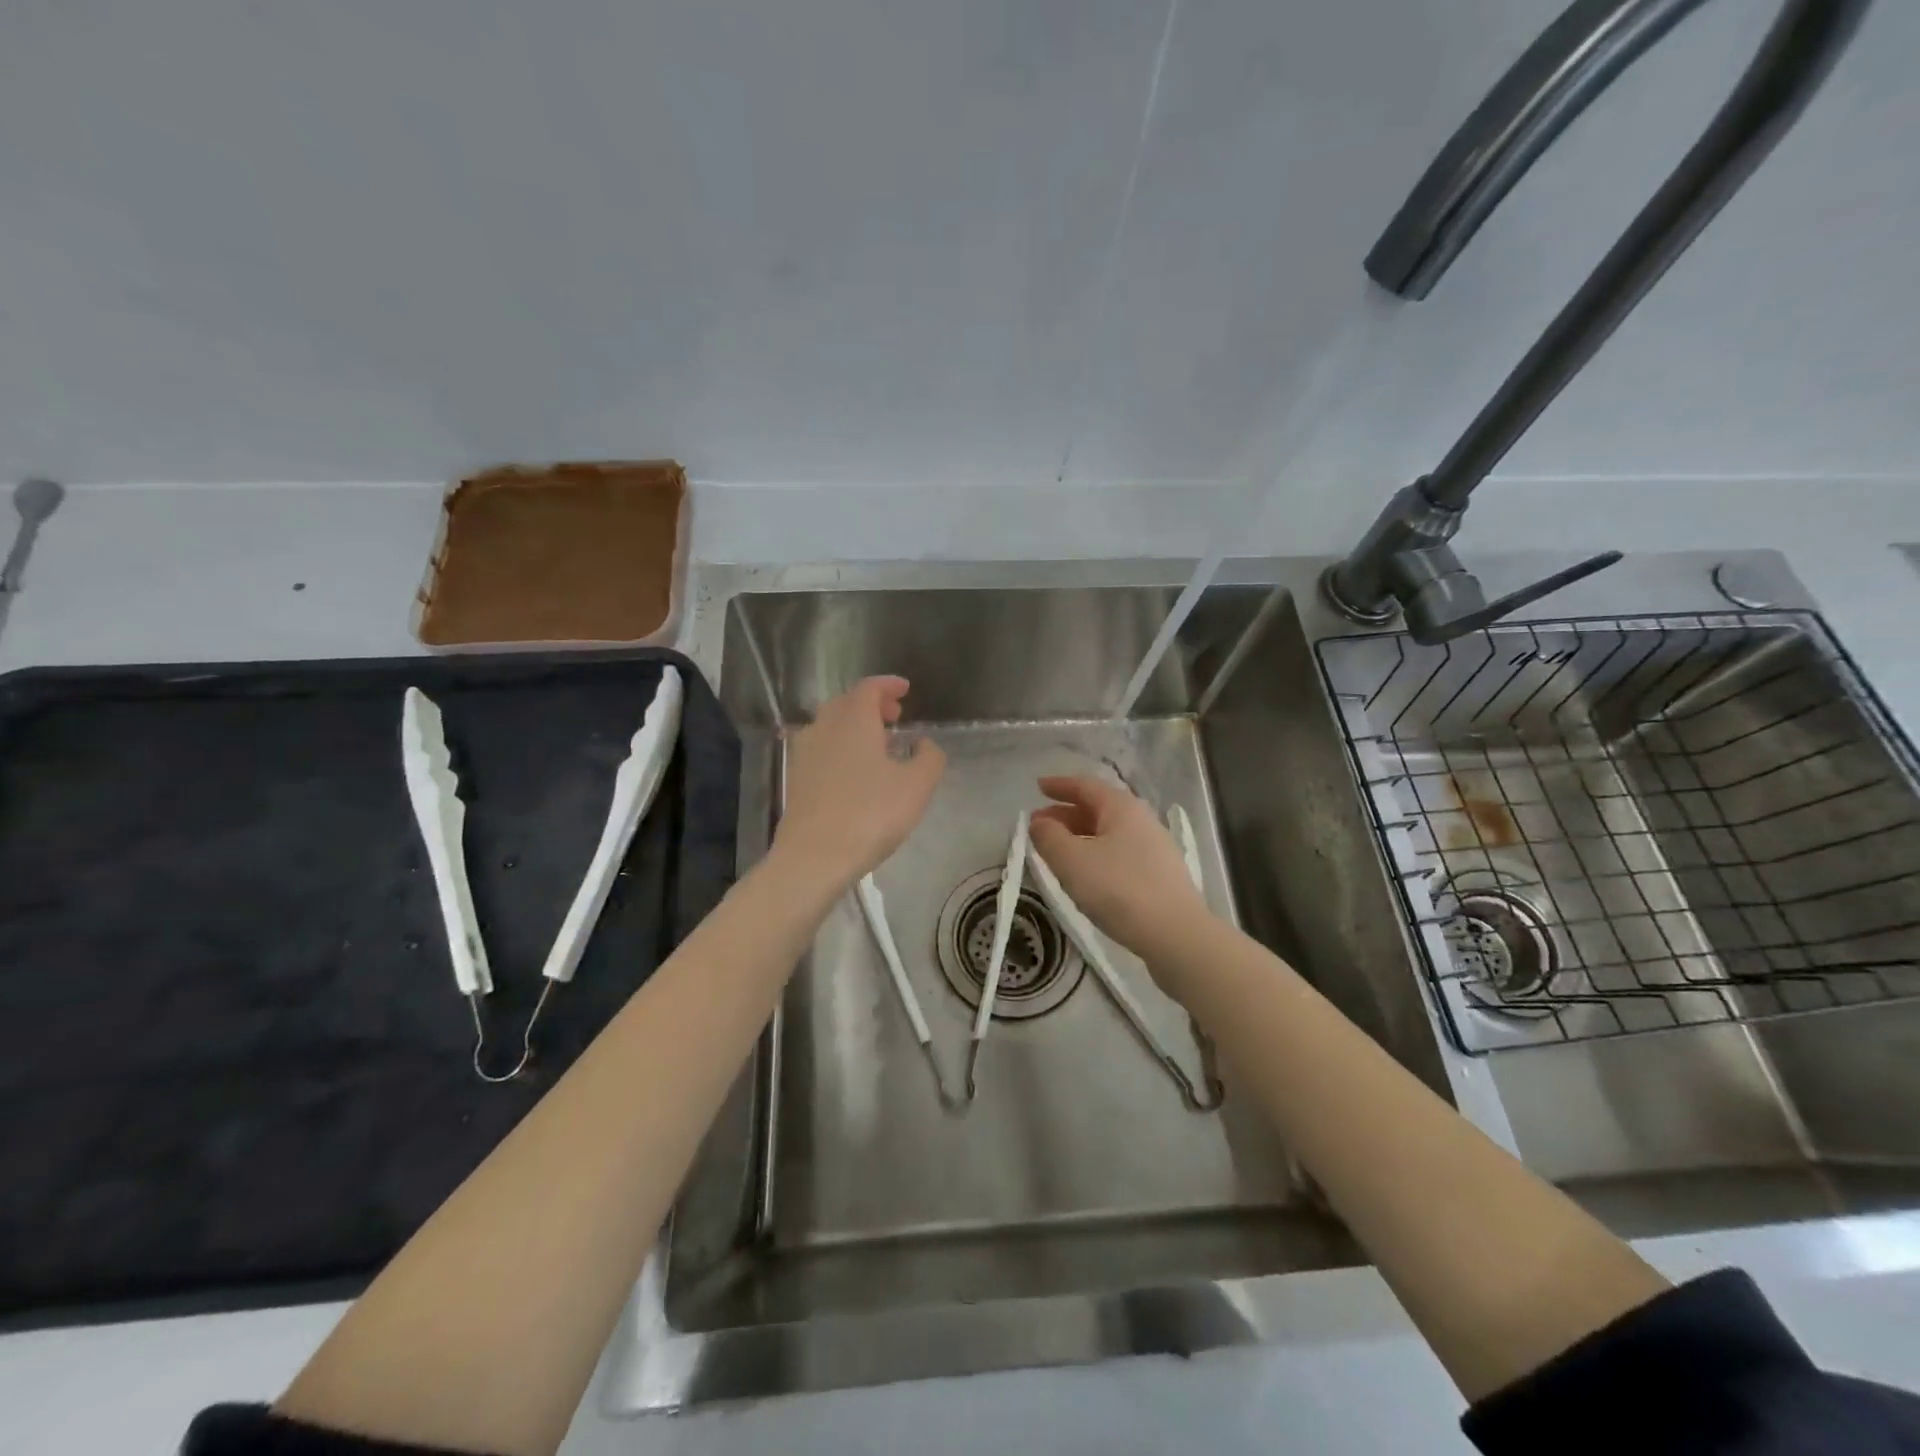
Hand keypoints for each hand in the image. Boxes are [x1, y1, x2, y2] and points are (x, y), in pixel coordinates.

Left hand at [771, 677, 945, 890]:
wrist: (813, 857)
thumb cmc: (870, 814)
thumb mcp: (916, 786)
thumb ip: (928, 758)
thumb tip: (923, 743)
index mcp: (853, 720)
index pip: (869, 688)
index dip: (888, 685)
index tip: (905, 689)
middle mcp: (824, 727)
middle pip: (846, 703)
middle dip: (872, 704)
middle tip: (895, 716)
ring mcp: (804, 753)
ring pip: (831, 726)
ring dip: (855, 726)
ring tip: (878, 745)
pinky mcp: (796, 779)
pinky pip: (822, 749)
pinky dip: (841, 747)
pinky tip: (855, 772)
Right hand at [1029, 775, 1211, 967]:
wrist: (1176, 935)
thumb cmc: (1119, 889)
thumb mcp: (1072, 861)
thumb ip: (1049, 838)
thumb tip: (1039, 822)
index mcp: (1122, 808)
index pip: (1086, 786)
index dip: (1059, 785)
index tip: (1038, 787)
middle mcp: (1141, 820)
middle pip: (1098, 808)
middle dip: (1066, 814)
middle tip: (1038, 825)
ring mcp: (1154, 848)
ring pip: (1109, 833)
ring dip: (1080, 836)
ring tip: (1057, 852)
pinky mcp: (1159, 875)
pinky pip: (1119, 853)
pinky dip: (1096, 854)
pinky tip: (1086, 874)